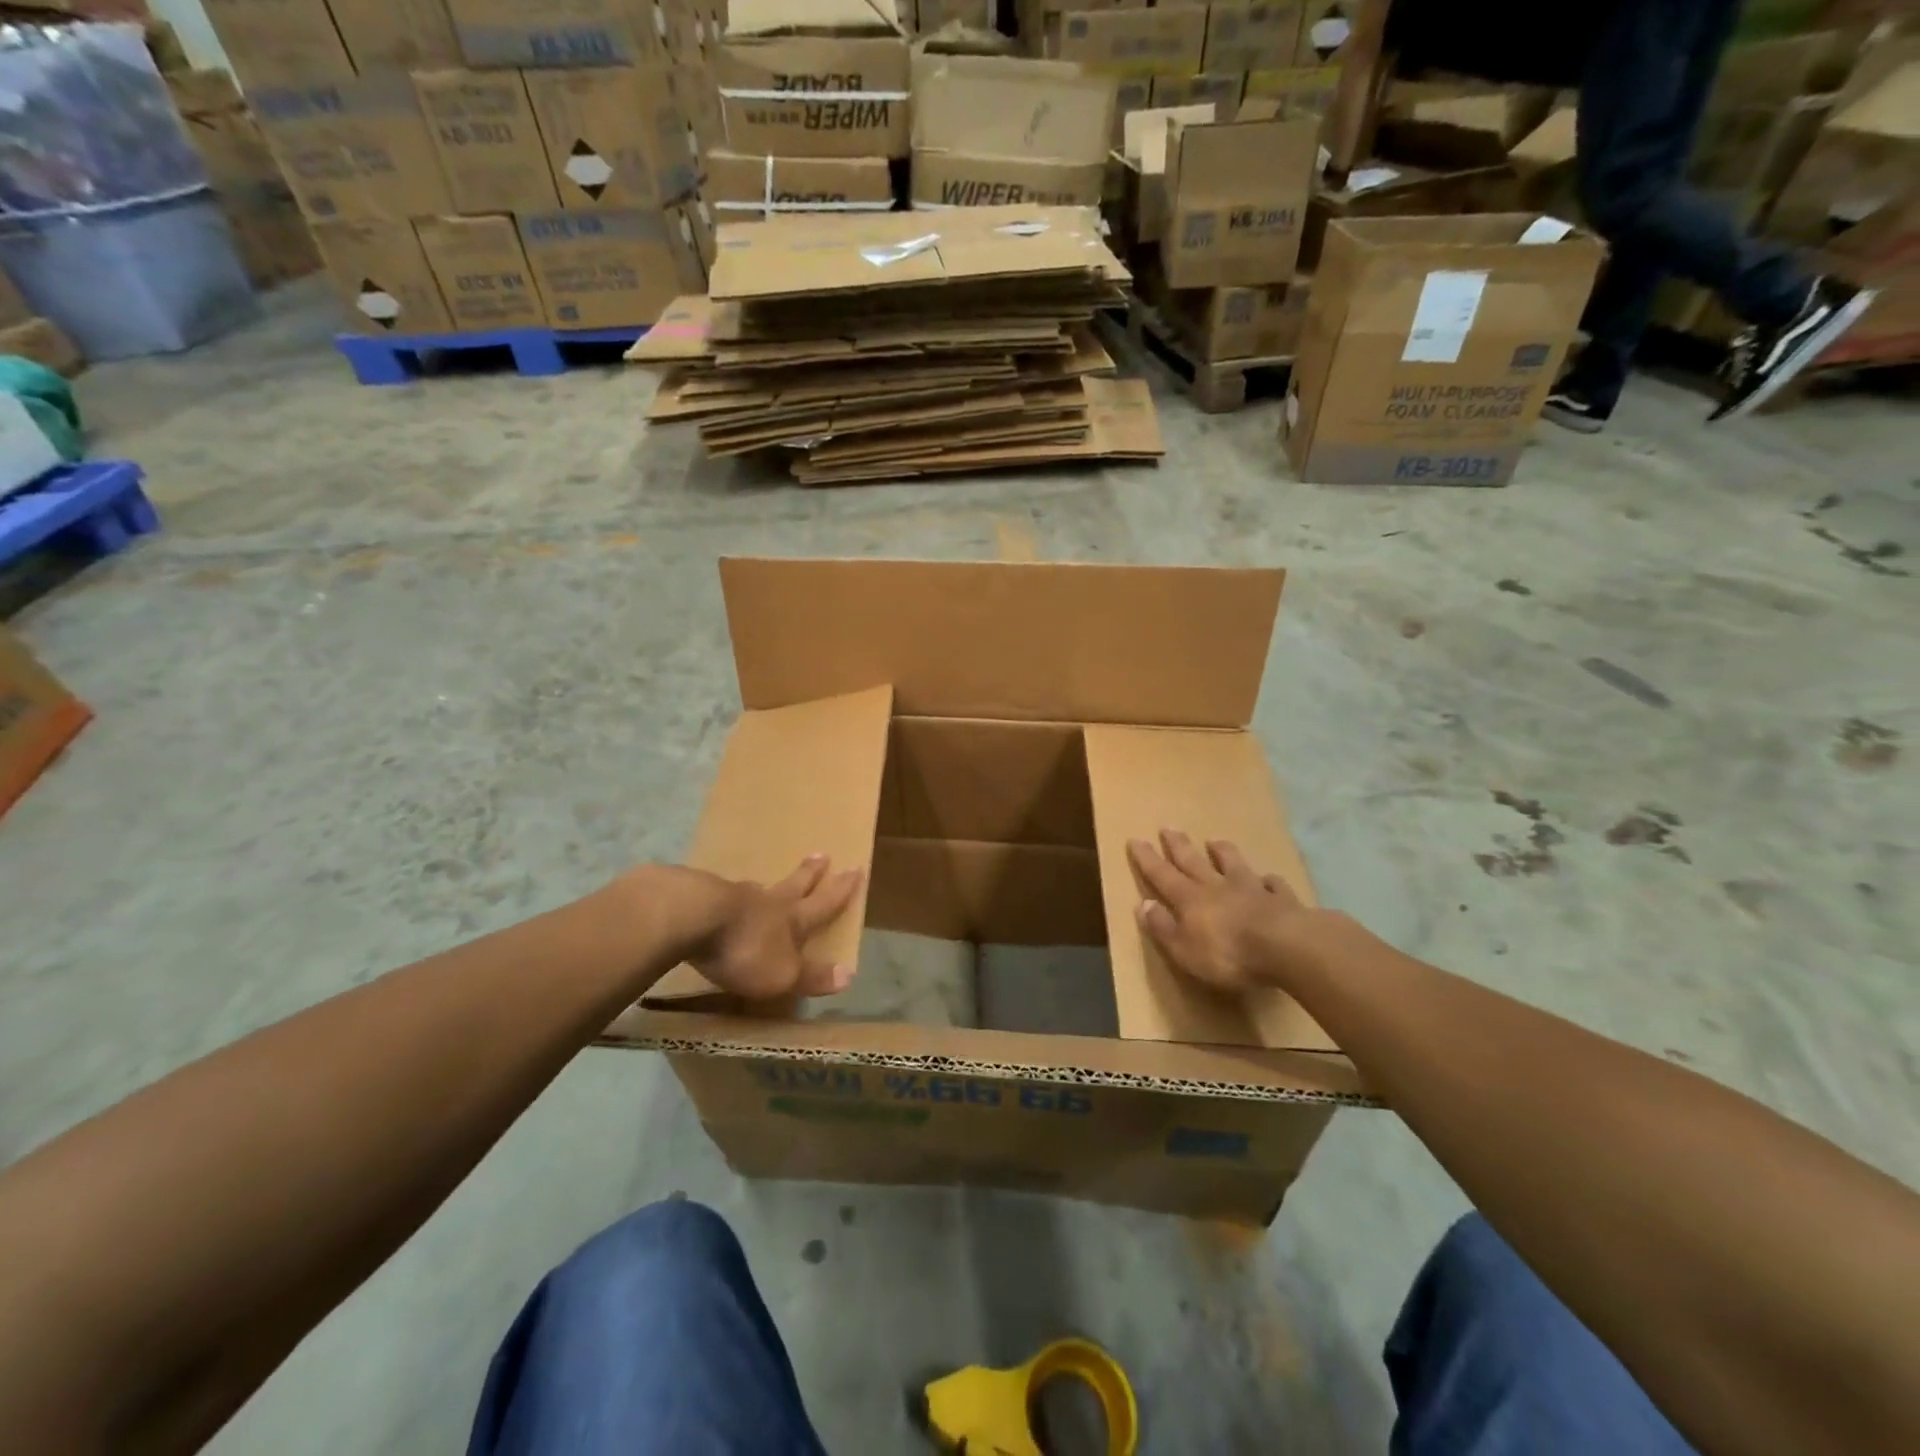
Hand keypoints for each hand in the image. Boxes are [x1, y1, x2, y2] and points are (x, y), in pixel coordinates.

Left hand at [681, 854, 863, 1001]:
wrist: (691, 918)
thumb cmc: (745, 949)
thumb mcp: (783, 974)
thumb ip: (812, 976)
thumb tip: (850, 974)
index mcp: (792, 919)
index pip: (824, 903)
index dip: (842, 890)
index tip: (856, 868)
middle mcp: (767, 902)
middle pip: (794, 884)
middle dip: (810, 873)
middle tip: (822, 854)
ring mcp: (734, 896)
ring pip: (758, 888)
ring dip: (768, 885)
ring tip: (767, 881)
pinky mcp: (701, 896)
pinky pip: (723, 895)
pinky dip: (729, 896)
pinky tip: (722, 897)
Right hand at [1128, 830, 1313, 993]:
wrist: (1287, 948)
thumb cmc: (1228, 954)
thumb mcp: (1184, 949)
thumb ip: (1163, 927)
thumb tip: (1142, 904)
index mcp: (1190, 900)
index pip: (1162, 875)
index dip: (1147, 859)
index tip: (1135, 839)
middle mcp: (1217, 887)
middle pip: (1193, 862)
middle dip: (1178, 845)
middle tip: (1168, 827)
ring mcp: (1251, 890)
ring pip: (1233, 865)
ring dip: (1222, 852)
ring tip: (1214, 840)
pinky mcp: (1282, 899)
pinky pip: (1273, 885)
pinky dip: (1268, 880)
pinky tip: (1269, 879)